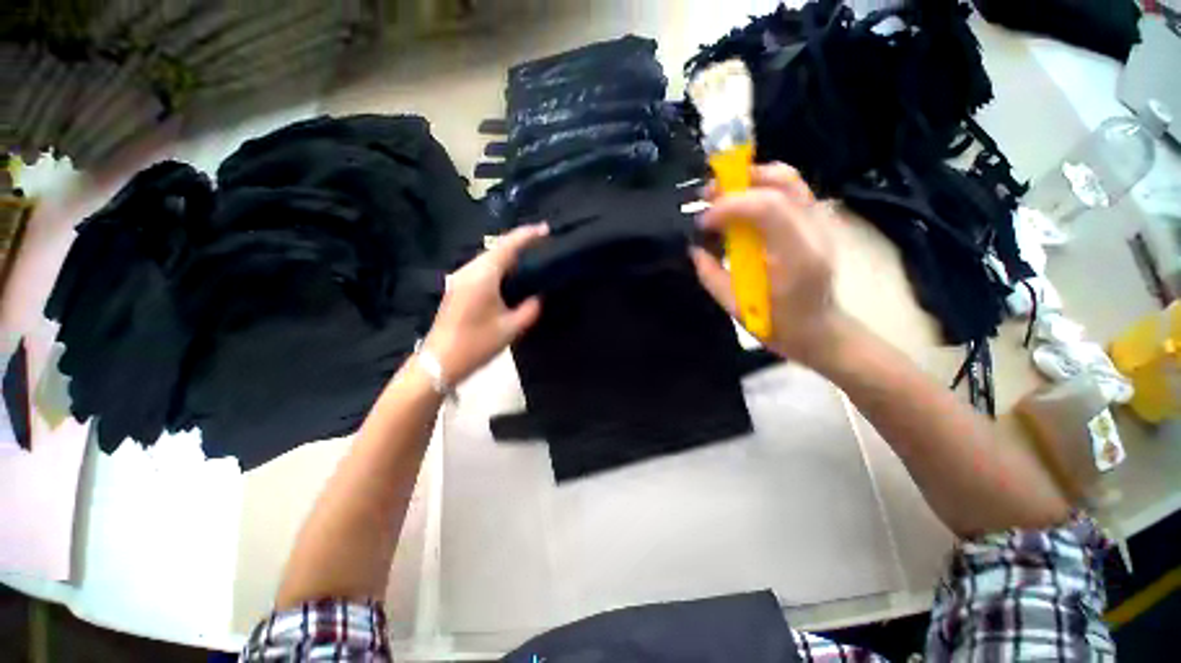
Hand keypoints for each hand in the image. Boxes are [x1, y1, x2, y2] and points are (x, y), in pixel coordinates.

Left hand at [422, 223, 547, 384]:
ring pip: (488, 258)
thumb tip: (538, 297)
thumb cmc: (476, 344)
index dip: (527, 235)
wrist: (439, 361)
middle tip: (542, 244)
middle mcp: (469, 271)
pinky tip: (510, 275)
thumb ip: (529, 309)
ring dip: (509, 254)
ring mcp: (460, 278)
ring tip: (530, 257)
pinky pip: (482, 269)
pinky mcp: (457, 288)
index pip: (508, 247)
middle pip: (497, 248)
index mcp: (483, 276)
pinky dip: (499, 266)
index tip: (546, 229)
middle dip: (519, 243)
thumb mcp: (510, 328)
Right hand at [690, 163, 842, 364]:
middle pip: (783, 181)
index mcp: (797, 257)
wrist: (819, 330)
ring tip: (722, 195)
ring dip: (750, 180)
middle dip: (740, 180)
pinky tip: (741, 207)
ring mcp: (820, 224)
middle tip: (709, 195)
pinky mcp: (815, 224)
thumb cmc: (779, 325)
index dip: (730, 205)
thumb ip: (711, 275)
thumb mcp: (736, 307)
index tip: (704, 220)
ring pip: (789, 180)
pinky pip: (788, 192)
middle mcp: (815, 232)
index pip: (768, 207)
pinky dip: (760, 189)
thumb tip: (694, 248)